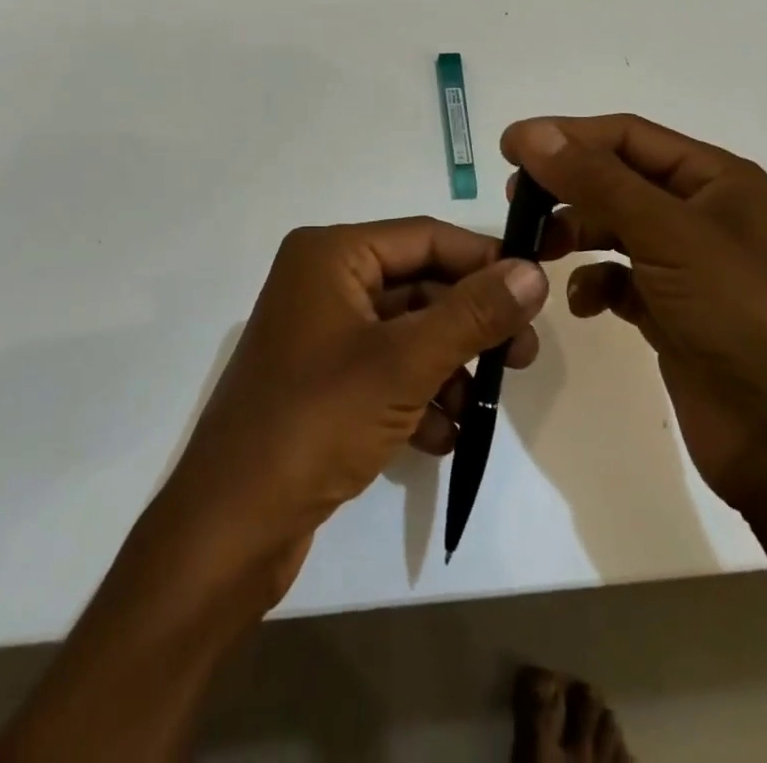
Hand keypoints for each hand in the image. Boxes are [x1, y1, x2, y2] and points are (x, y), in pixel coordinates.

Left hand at [157, 218, 548, 600]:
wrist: (230, 528)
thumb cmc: (316, 421)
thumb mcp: (405, 363)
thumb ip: (473, 315)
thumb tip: (533, 273)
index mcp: (331, 255)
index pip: (425, 237)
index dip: (483, 261)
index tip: (537, 291)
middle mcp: (323, 283)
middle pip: (418, 286)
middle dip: (469, 325)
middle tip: (522, 357)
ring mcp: (321, 335)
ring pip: (406, 334)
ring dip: (447, 367)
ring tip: (479, 408)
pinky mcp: (322, 382)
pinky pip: (385, 371)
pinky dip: (417, 397)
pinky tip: (440, 437)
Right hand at [502, 115, 766, 509]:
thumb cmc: (736, 312)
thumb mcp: (666, 233)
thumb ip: (594, 180)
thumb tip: (530, 133)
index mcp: (714, 178)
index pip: (627, 136)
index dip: (567, 135)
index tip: (509, 147)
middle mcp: (701, 213)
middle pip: (617, 179)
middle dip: (567, 186)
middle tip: (517, 199)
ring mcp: (686, 265)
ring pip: (613, 229)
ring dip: (575, 234)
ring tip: (541, 250)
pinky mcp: (671, 311)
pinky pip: (619, 279)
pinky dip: (595, 285)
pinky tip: (584, 305)